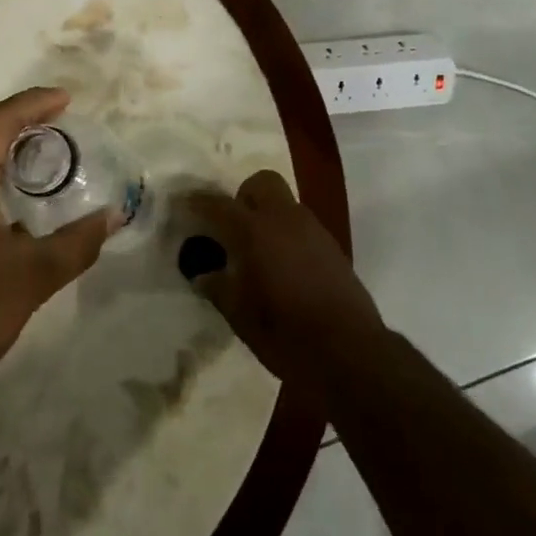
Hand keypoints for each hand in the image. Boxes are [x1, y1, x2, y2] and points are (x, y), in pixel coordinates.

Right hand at [183, 171, 384, 404]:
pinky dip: (288, 234)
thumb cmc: (286, 334)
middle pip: (262, 184)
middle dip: (243, 196)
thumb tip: (204, 276)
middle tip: (232, 228)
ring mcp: (314, 230)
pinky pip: (302, 225)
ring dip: (268, 215)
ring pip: (285, 203)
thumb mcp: (241, 316)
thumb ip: (220, 289)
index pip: (220, 206)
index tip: (184, 204)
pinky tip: (284, 268)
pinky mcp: (332, 246)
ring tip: (258, 252)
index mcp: (256, 231)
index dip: (199, 203)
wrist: (350, 352)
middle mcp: (286, 219)